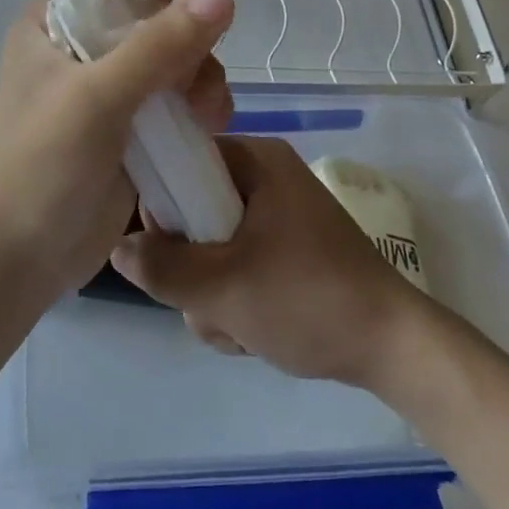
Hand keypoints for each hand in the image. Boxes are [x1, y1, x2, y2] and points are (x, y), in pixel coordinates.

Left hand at [0, 0, 233, 298]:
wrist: (24, 256)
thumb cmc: (43, 166)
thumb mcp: (98, 98)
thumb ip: (160, 45)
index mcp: (52, 22)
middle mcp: (81, 45)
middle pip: (151, 9)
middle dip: (185, 36)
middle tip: (197, 78)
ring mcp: (110, 85)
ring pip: (175, 52)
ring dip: (201, 74)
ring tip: (207, 115)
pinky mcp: (133, 122)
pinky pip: (179, 92)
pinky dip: (200, 102)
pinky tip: (208, 126)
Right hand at [111, 135, 429, 388]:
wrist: (391, 348)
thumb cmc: (306, 300)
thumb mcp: (223, 288)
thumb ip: (162, 267)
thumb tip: (117, 247)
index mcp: (257, 161)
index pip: (184, 161)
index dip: (162, 204)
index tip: (159, 251)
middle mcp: (267, 179)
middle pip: (195, 211)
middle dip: (192, 269)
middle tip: (207, 301)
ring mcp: (280, 218)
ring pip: (214, 247)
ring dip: (212, 295)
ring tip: (237, 326)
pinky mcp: (289, 252)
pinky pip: (239, 266)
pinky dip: (236, 300)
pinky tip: (252, 333)